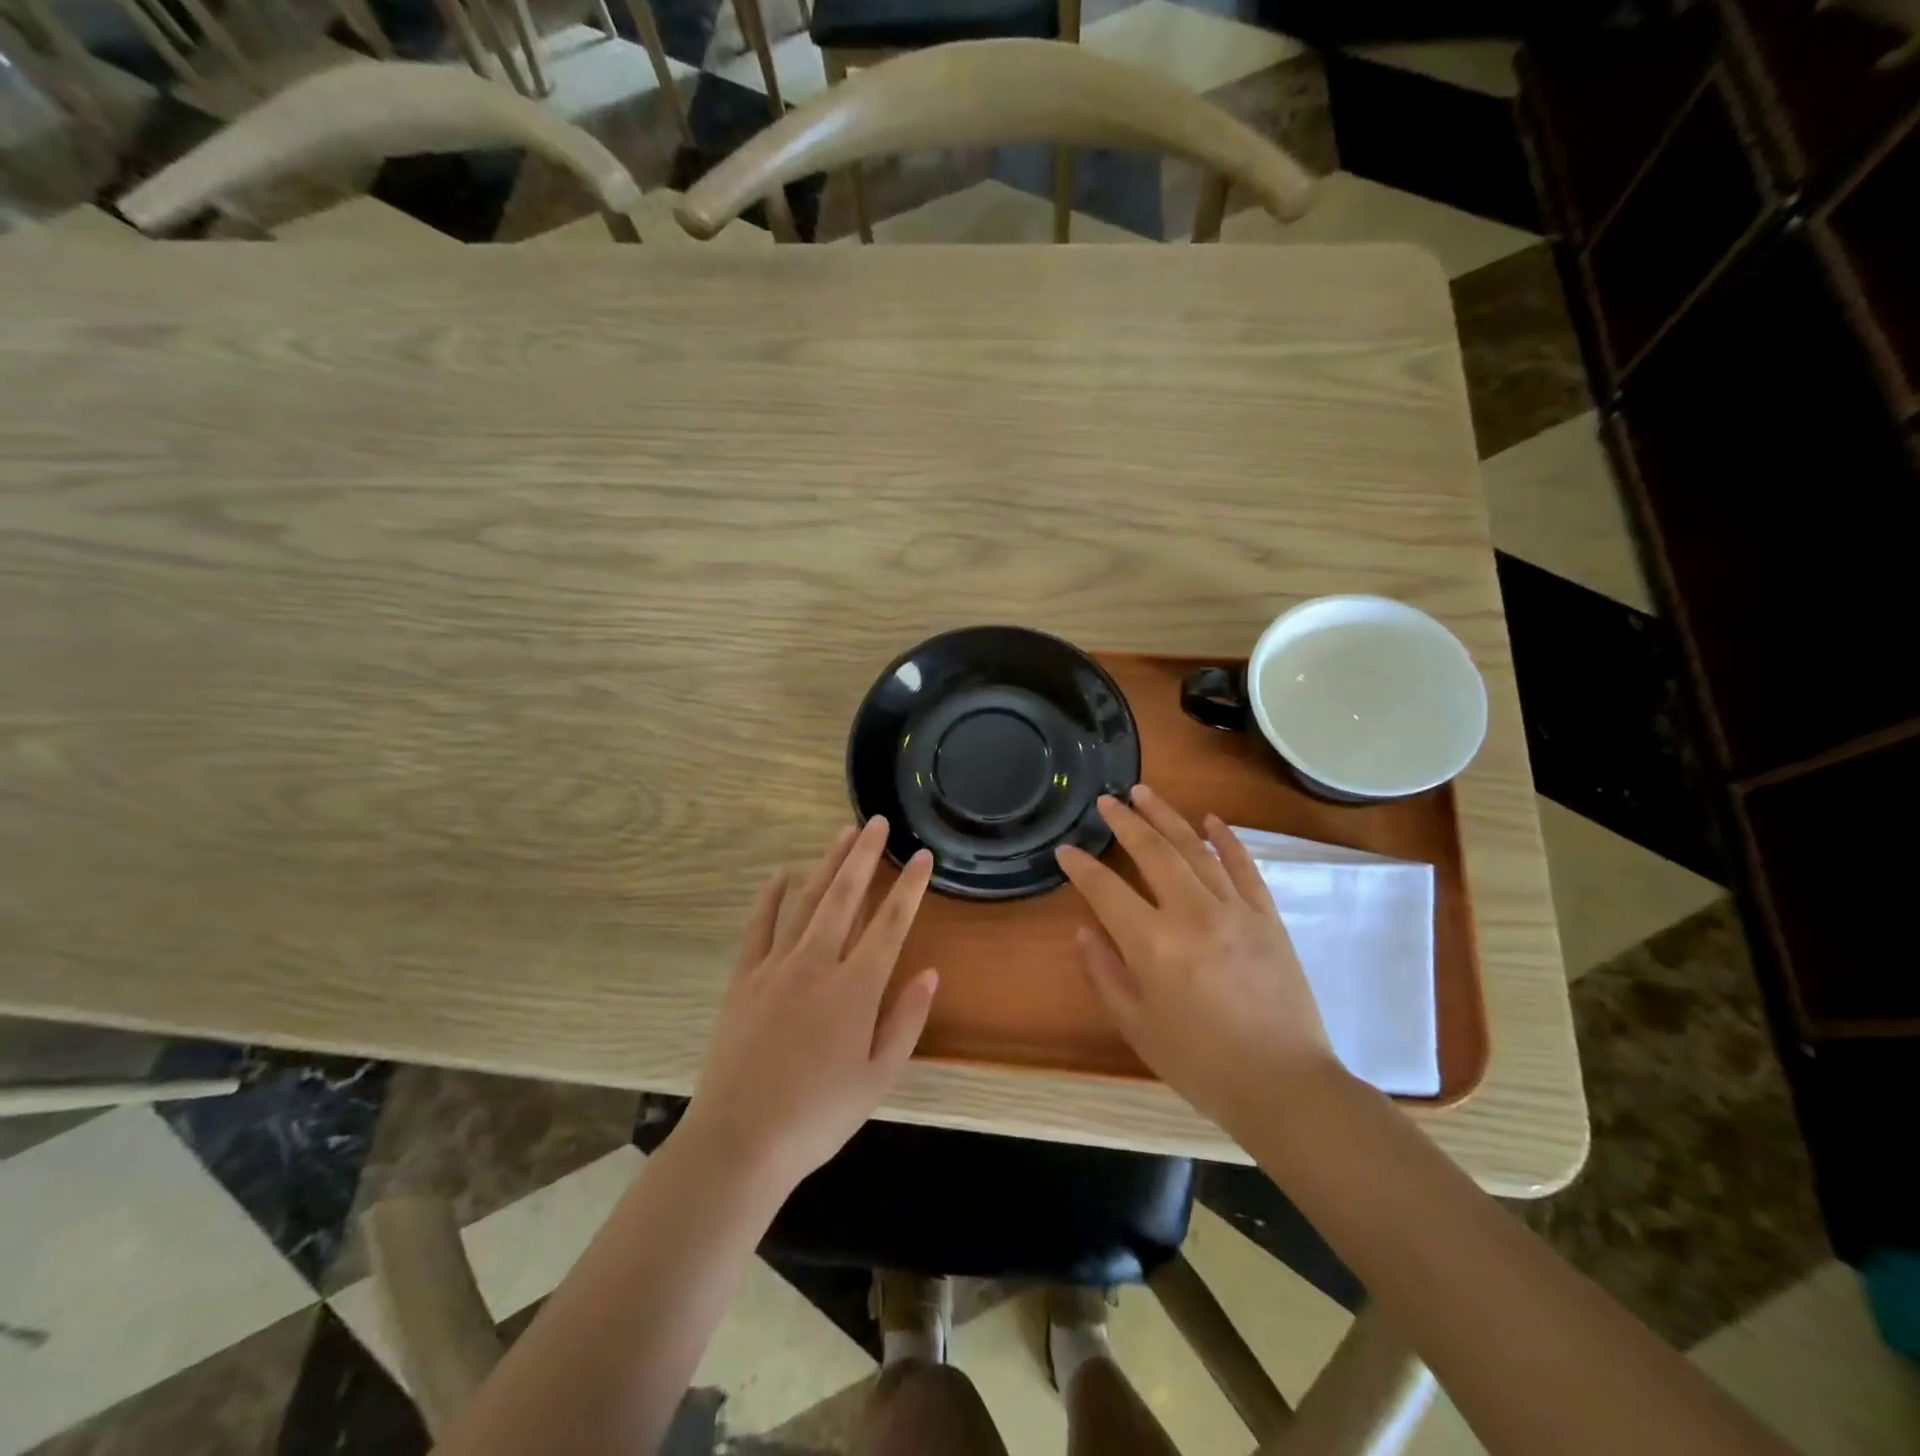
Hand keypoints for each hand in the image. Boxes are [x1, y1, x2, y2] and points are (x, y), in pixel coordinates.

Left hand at [684, 818, 938, 1194]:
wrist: (740, 1141)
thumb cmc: (818, 1116)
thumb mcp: (878, 1078)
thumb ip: (906, 1020)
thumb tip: (929, 972)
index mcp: (856, 988)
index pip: (891, 924)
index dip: (910, 887)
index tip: (922, 856)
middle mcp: (818, 964)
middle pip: (846, 897)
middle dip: (864, 856)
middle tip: (876, 823)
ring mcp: (776, 967)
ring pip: (807, 902)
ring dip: (826, 865)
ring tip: (841, 833)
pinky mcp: (744, 979)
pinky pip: (759, 927)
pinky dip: (769, 898)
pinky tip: (780, 875)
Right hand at [1056, 785, 1340, 1137]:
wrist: (1283, 1084)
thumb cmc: (1200, 1063)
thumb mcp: (1137, 1026)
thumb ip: (1105, 973)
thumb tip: (1086, 930)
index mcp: (1153, 944)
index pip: (1106, 889)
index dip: (1081, 867)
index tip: (1066, 849)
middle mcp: (1192, 913)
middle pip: (1152, 852)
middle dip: (1125, 822)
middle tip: (1107, 800)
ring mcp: (1235, 909)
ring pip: (1195, 848)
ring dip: (1167, 817)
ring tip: (1144, 793)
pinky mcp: (1267, 916)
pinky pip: (1244, 866)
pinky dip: (1227, 839)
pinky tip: (1211, 819)